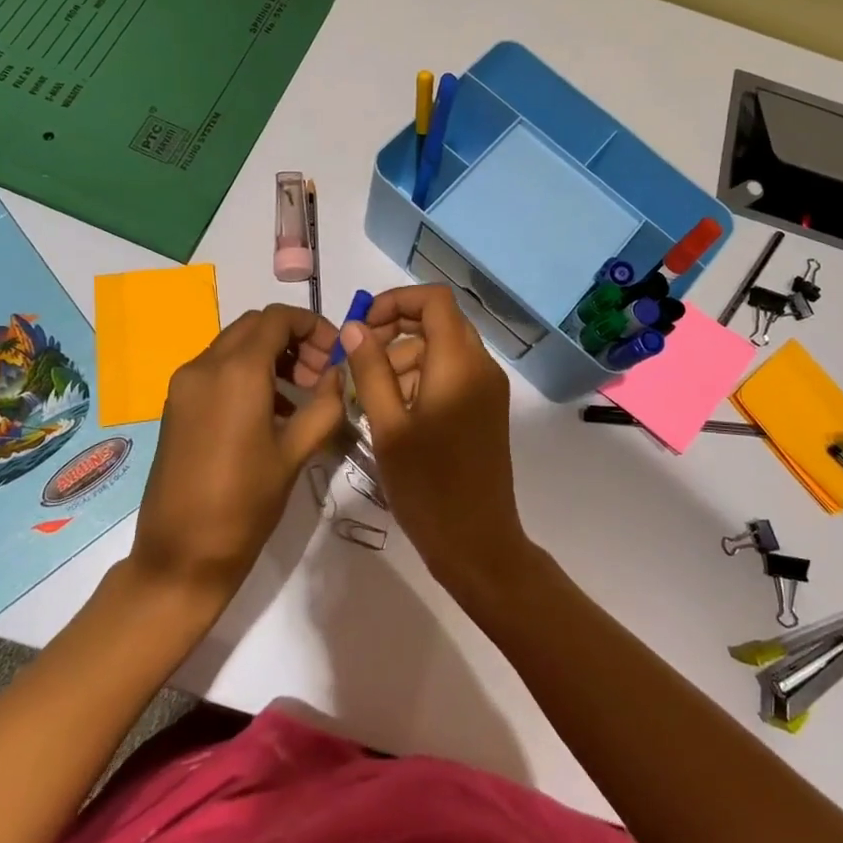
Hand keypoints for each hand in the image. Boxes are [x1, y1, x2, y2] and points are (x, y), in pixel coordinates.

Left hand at [126, 305, 343, 604]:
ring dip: (271, 355)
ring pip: (235, 345)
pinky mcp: (176, 405)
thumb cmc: (245, 505)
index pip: (278, 318)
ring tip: (301, 395)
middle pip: (255, 326)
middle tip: (320, 374)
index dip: (314, 326)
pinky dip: (248, 372)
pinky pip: (217, 369)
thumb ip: (325, 405)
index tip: (337, 355)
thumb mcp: (296, 453)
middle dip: (294, 339)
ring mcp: (185, 385)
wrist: (180, 557)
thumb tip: (338, 375)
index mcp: (236, 372)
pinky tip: (271, 411)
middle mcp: (204, 366)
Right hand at [340, 285, 534, 604]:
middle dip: (396, 330)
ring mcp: (488, 388)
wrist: (477, 542)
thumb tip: (355, 327)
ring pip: (444, 347)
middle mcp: (481, 366)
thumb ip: (370, 370)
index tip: (363, 326)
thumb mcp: (388, 427)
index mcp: (459, 363)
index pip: (435, 299)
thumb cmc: (427, 486)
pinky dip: (423, 377)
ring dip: (406, 356)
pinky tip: (395, 410)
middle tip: (359, 358)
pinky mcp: (486, 408)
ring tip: (369, 392)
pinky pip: (453, 373)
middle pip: (439, 321)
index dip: (396, 301)